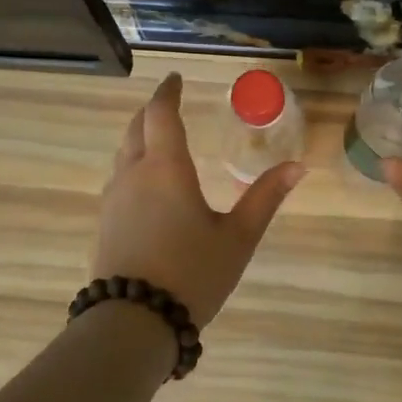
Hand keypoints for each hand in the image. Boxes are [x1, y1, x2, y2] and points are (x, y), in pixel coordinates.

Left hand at [92, 73, 305, 328]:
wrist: (133, 323)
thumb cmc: (192, 273)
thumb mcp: (238, 237)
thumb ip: (265, 198)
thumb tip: (297, 166)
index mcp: (166, 168)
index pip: (161, 114)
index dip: (168, 92)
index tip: (176, 78)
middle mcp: (133, 175)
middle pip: (136, 128)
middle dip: (152, 112)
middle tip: (168, 104)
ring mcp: (113, 200)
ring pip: (123, 154)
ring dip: (139, 138)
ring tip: (159, 140)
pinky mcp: (105, 223)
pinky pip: (118, 179)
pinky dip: (133, 164)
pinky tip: (146, 184)